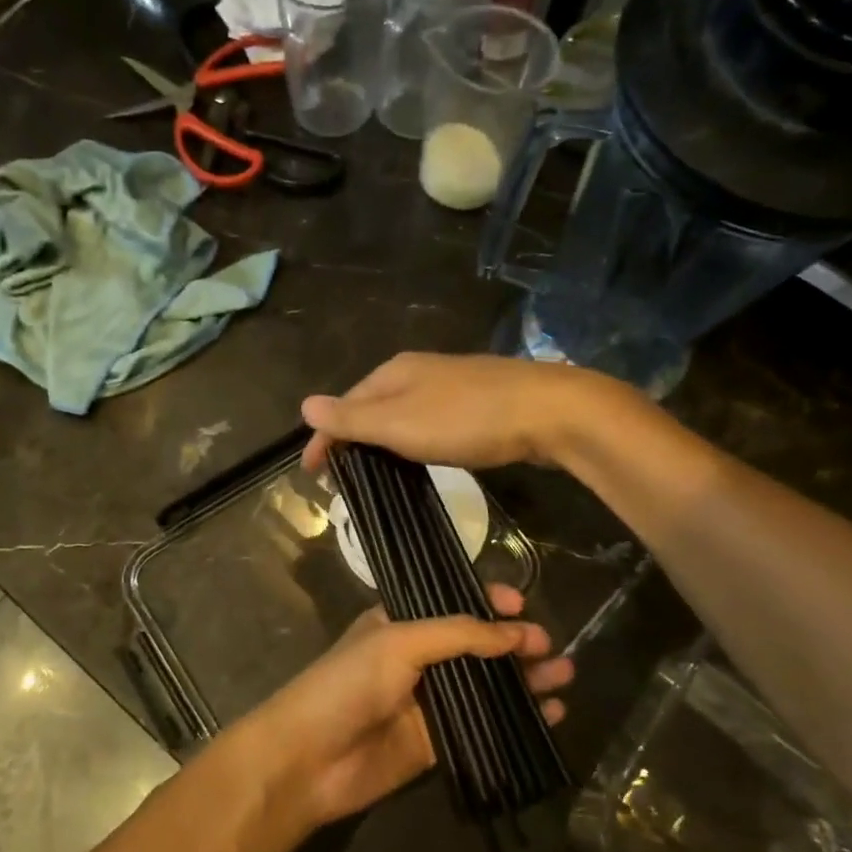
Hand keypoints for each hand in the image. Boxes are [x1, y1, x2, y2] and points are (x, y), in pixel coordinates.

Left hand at [235, 584, 572, 829]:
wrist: (307, 760)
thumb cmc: (348, 684)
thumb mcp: (399, 642)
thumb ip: (459, 635)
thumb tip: (516, 633)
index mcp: (401, 622)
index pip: (452, 604)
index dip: (488, 602)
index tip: (522, 604)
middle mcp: (417, 657)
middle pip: (477, 646)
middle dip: (515, 644)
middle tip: (551, 648)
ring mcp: (428, 702)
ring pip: (486, 686)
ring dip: (524, 681)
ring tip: (565, 677)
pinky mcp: (436, 743)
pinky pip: (484, 727)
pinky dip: (516, 721)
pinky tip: (551, 716)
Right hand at [300, 352, 598, 474]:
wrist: (547, 411)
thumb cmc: (466, 419)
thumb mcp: (400, 422)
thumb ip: (352, 418)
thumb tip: (304, 405)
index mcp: (393, 372)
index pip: (343, 406)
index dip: (323, 440)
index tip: (312, 477)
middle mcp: (417, 371)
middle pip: (370, 406)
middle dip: (350, 439)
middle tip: (341, 479)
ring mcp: (449, 384)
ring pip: (400, 413)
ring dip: (380, 441)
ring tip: (373, 473)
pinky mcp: (476, 402)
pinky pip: (426, 421)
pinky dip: (410, 440)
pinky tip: (419, 456)